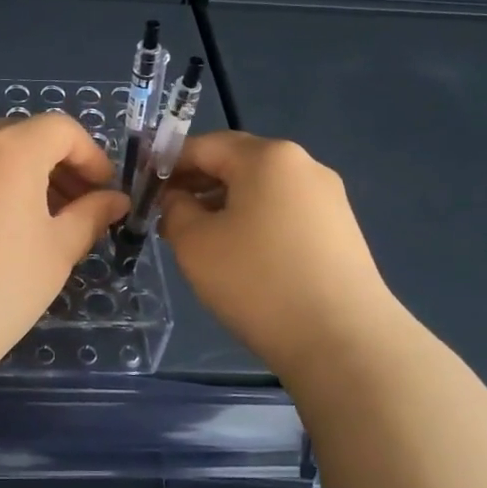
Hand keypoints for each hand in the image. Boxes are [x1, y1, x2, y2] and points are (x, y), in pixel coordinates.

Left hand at [0, 113, 128, 382]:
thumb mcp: (58, 250)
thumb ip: (90, 216)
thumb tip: (114, 201)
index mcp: (11, 146)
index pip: (62, 130)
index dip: (92, 157)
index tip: (105, 195)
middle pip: (27, 137)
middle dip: (60, 168)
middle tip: (80, 212)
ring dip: (28, 179)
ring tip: (44, 228)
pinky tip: (3, 235)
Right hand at [160, 132, 399, 377]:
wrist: (344, 342)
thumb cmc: (258, 282)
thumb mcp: (194, 243)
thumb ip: (174, 209)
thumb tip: (178, 200)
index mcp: (267, 156)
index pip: (203, 145)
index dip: (167, 164)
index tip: (142, 191)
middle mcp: (303, 165)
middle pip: (236, 162)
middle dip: (196, 184)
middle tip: (166, 217)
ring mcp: (328, 198)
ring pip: (260, 189)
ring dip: (223, 205)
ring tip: (199, 240)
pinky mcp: (340, 230)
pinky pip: (283, 212)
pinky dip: (254, 222)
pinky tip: (240, 257)